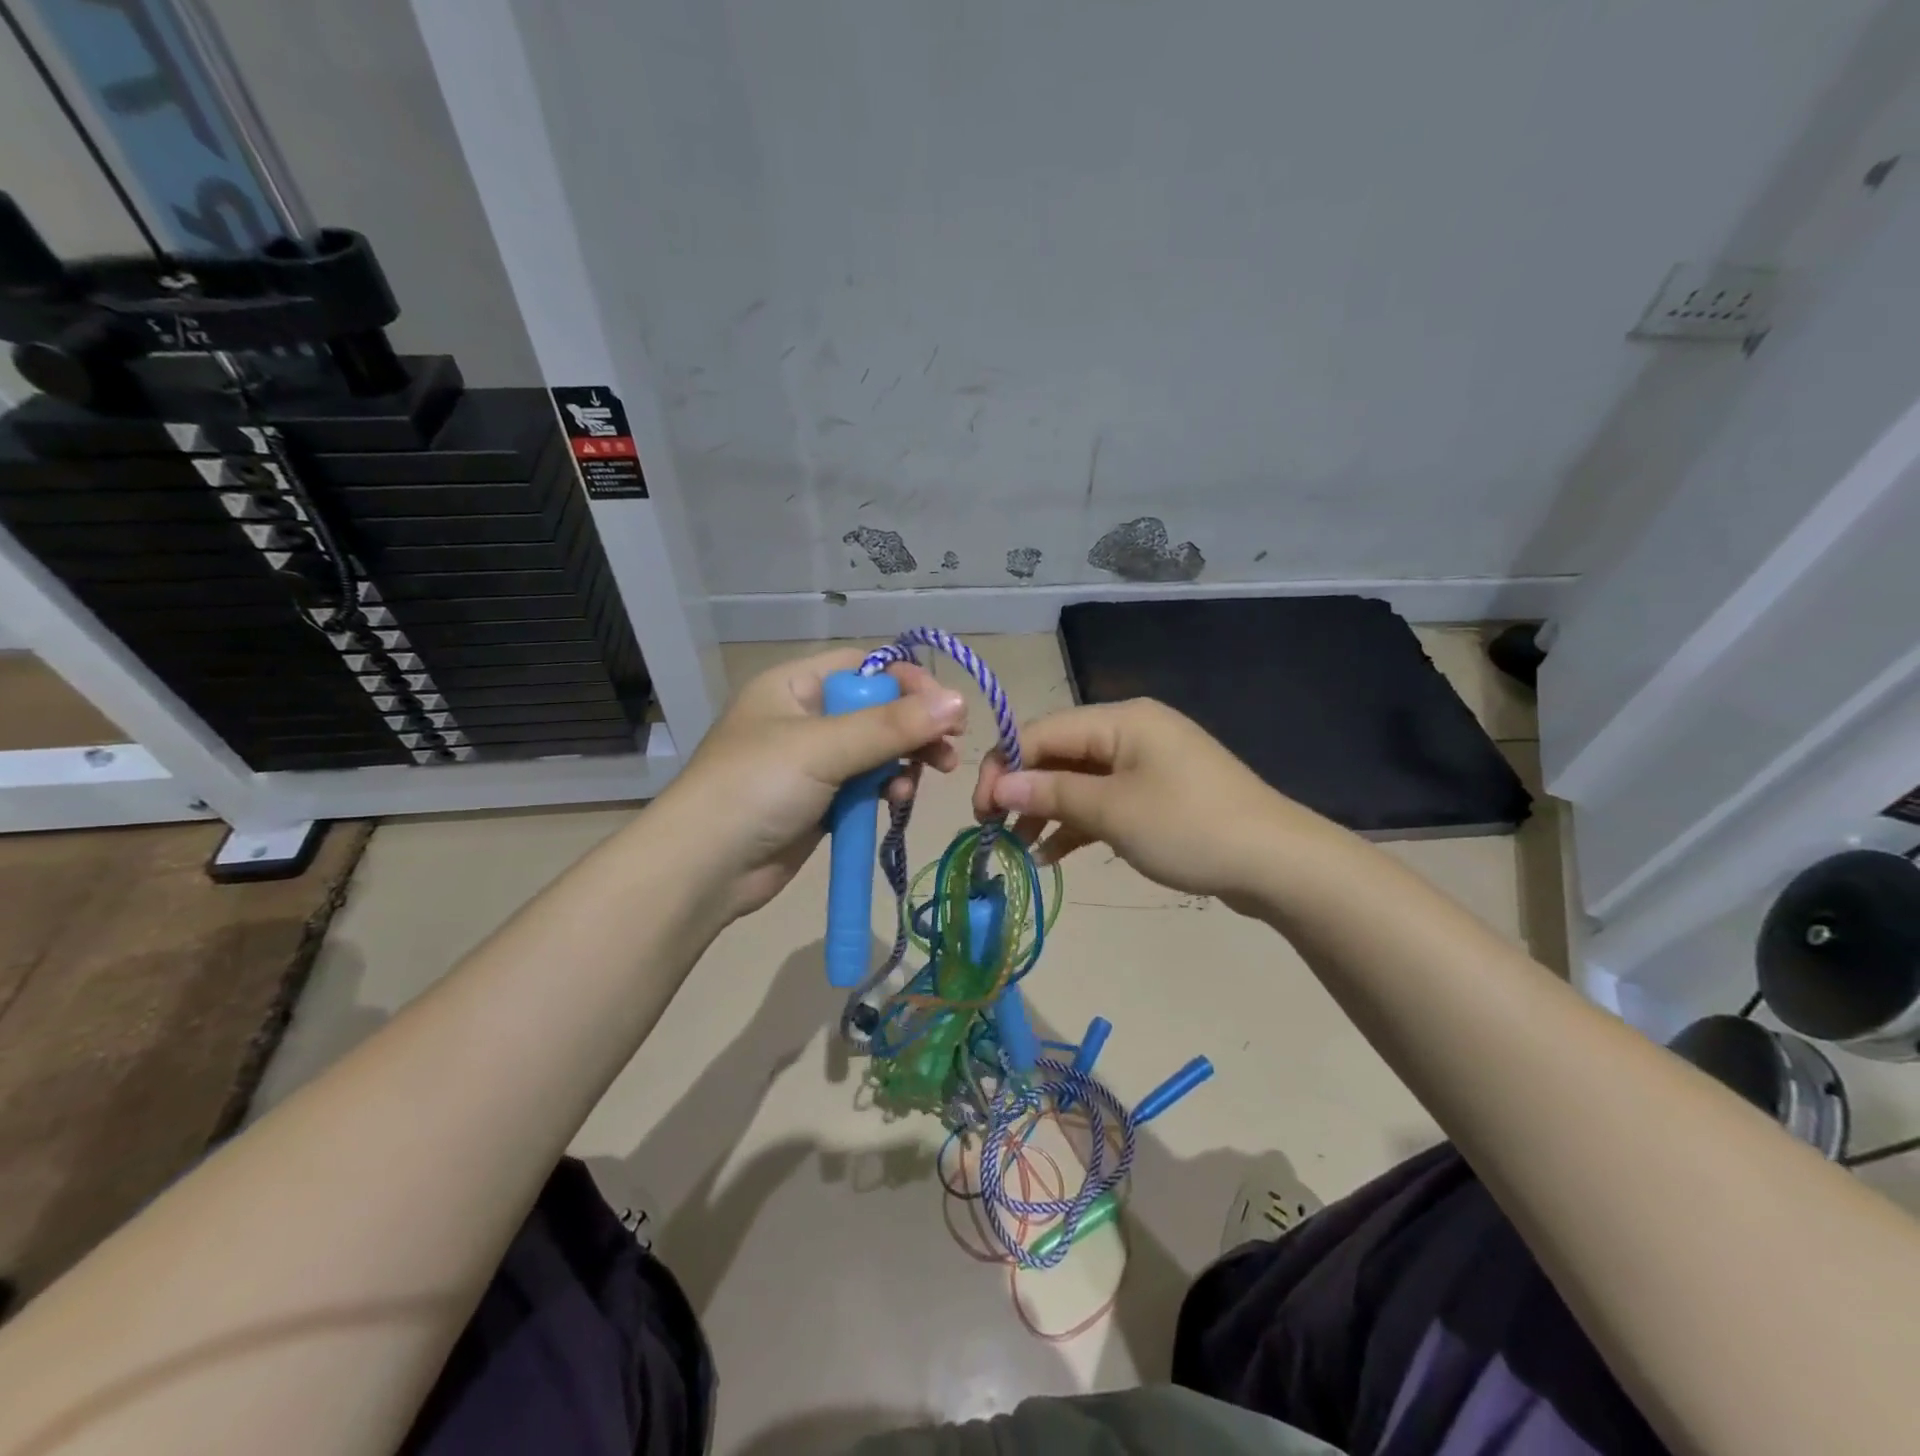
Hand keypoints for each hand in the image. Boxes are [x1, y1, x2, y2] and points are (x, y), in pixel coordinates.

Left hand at [655, 648, 965, 919]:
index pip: (865, 667)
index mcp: (795, 685)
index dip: (908, 682)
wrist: (704, 869)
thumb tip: (958, 700)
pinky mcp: (820, 801)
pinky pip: (866, 784)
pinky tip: (898, 801)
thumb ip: (891, 726)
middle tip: (948, 751)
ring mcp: (812, 762)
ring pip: (876, 750)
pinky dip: (887, 789)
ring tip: (921, 780)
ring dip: (904, 762)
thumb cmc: (757, 788)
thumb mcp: (824, 748)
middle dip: (913, 728)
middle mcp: (805, 716)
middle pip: (876, 709)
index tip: (946, 709)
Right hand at [973, 698, 1308, 903]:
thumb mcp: (1112, 811)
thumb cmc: (1189, 827)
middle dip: (1023, 791)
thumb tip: (998, 786)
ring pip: (1079, 781)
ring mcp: (1146, 764)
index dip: (1004, 768)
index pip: (1041, 732)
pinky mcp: (1158, 794)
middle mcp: (1130, 732)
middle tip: (994, 831)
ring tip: (1020, 849)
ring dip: (1047, 811)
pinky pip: (1105, 801)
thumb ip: (1050, 794)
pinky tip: (1054, 855)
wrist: (1277, 863)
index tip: (980, 812)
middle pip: (1058, 754)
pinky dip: (1078, 824)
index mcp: (1120, 720)